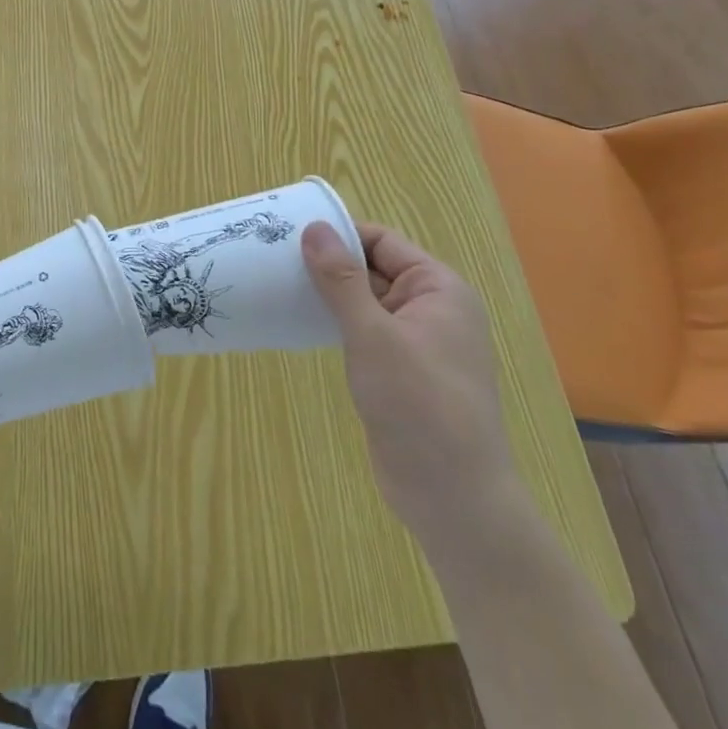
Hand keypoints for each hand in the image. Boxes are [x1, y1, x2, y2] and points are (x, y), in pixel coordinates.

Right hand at [302, 222, 518, 537]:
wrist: (455, 500)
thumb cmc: (420, 406)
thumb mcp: (374, 335)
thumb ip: (341, 279)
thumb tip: (314, 228)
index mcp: (438, 289)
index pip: (381, 241)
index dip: (338, 234)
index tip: (288, 234)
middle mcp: (431, 308)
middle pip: (372, 268)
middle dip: (327, 263)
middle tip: (273, 258)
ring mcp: (416, 342)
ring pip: (364, 301)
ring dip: (327, 294)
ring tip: (277, 285)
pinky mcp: (400, 371)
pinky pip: (363, 331)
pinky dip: (334, 323)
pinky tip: (299, 323)